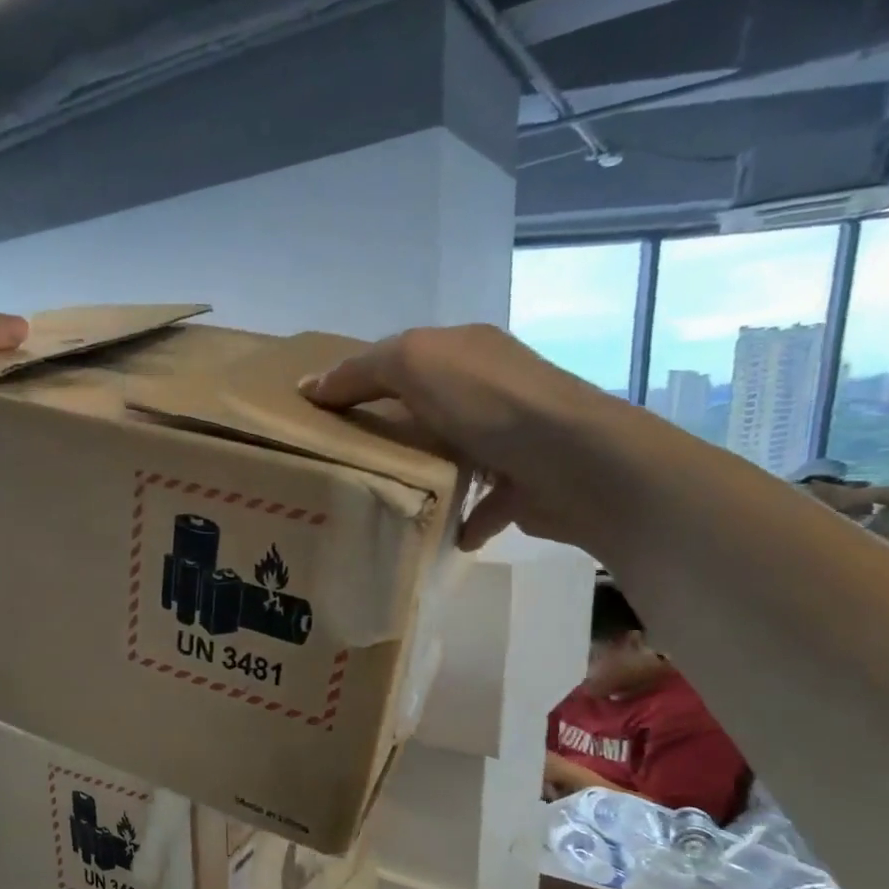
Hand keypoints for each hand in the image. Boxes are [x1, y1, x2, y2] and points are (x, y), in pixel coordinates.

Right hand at [299, 324, 639, 548]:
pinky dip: (463, 519)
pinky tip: (441, 535)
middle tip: (346, 464)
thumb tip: (310, 385)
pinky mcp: (526, 486)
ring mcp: (514, 439)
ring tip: (386, 500)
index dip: (359, 381)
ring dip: (427, 476)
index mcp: (467, 352)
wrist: (577, 464)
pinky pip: (485, 504)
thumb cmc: (491, 405)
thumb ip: (363, 371)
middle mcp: (493, 390)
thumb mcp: (416, 364)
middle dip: (391, 434)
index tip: (319, 416)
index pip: (402, 359)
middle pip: (427, 409)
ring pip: (456, 456)